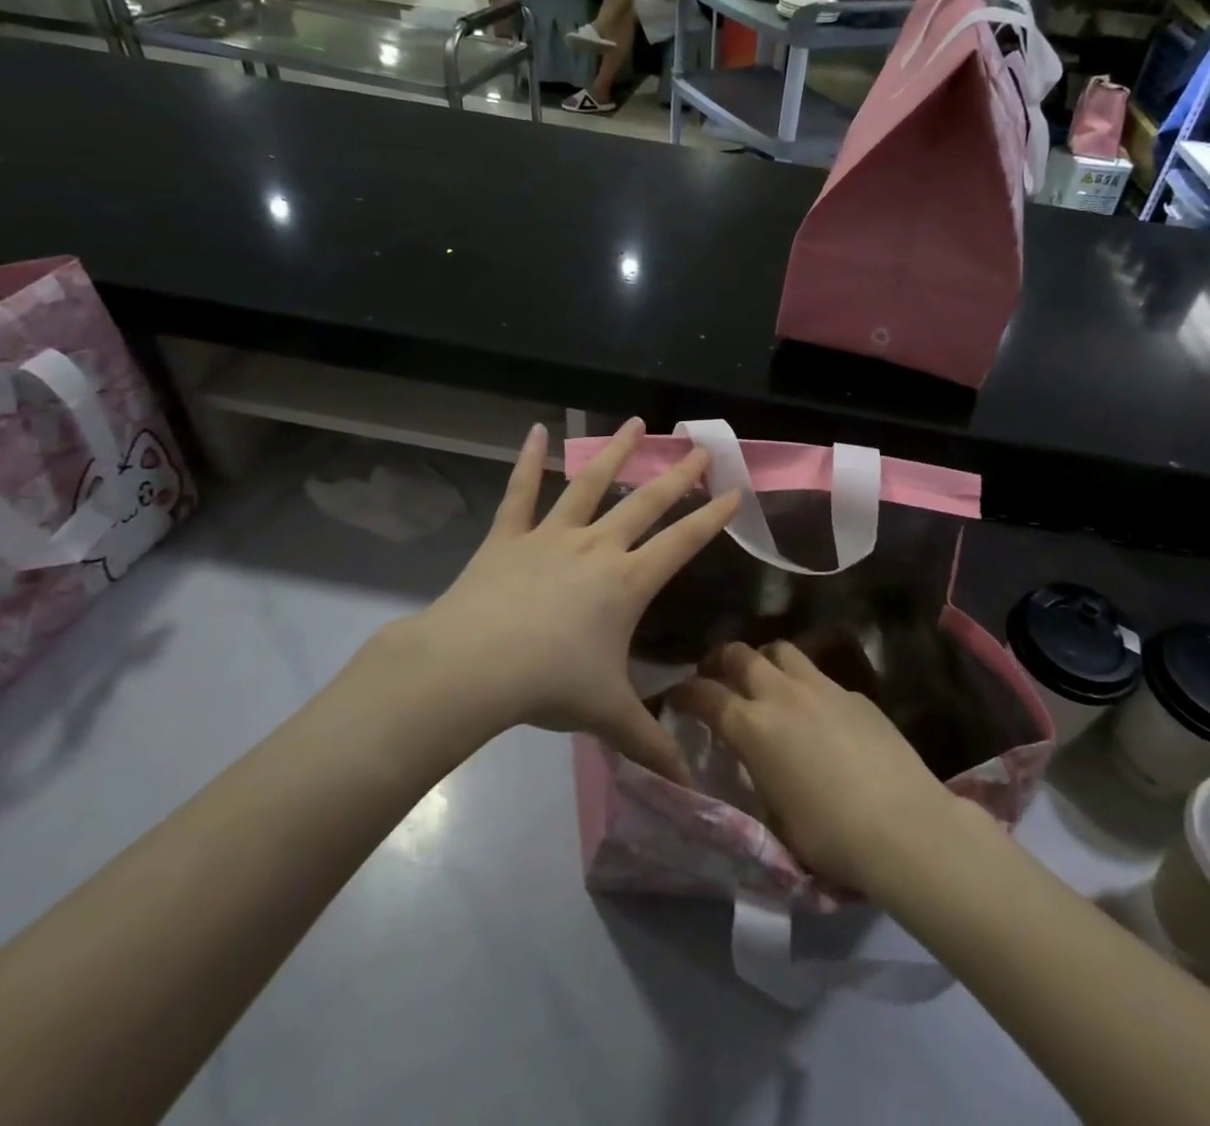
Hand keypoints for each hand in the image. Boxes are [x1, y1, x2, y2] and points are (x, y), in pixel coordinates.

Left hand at [367, 419, 738, 783]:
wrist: (473, 667)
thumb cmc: (548, 685)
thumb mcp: (606, 715)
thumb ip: (650, 744)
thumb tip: (691, 787)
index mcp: (627, 582)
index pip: (682, 543)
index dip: (712, 518)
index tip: (736, 492)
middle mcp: (597, 548)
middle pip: (646, 503)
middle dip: (678, 476)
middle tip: (701, 448)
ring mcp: (551, 536)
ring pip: (590, 484)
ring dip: (616, 452)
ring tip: (637, 423)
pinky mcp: (509, 536)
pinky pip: (520, 491)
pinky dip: (527, 460)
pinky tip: (534, 430)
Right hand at [674, 642, 960, 895]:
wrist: (903, 825)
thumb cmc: (829, 836)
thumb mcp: (774, 817)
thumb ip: (755, 777)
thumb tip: (753, 762)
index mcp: (753, 727)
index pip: (704, 694)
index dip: (685, 692)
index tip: (677, 697)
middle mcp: (782, 694)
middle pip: (740, 654)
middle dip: (721, 661)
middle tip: (717, 677)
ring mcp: (822, 687)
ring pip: (781, 650)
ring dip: (765, 661)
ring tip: (765, 682)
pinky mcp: (855, 693)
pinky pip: (818, 675)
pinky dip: (805, 684)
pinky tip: (817, 711)